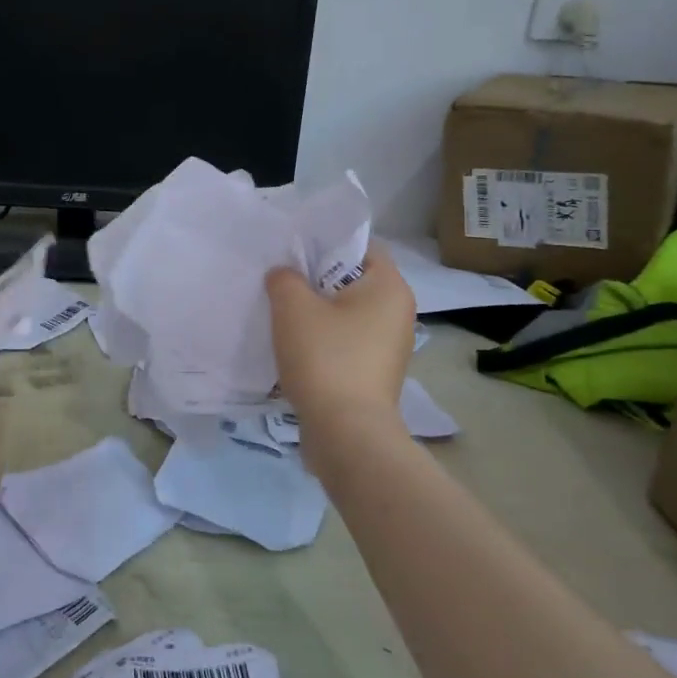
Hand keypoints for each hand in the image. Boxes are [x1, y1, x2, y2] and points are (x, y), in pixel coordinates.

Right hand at [266, 241, 417, 425]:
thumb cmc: (326, 358)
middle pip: (350, 281)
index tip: (291, 253)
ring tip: (280, 315)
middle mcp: (398, 313)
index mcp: (390, 287)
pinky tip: (293, 348)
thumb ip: (284, 278)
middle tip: (278, 282)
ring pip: (345, 315)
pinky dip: (321, 341)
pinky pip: (344, 343)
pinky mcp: (374, 374)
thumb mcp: (293, 307)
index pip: (360, 247)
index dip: (324, 244)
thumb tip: (284, 276)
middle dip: (314, 281)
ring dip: (315, 314)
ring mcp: (388, 347)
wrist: (346, 433)